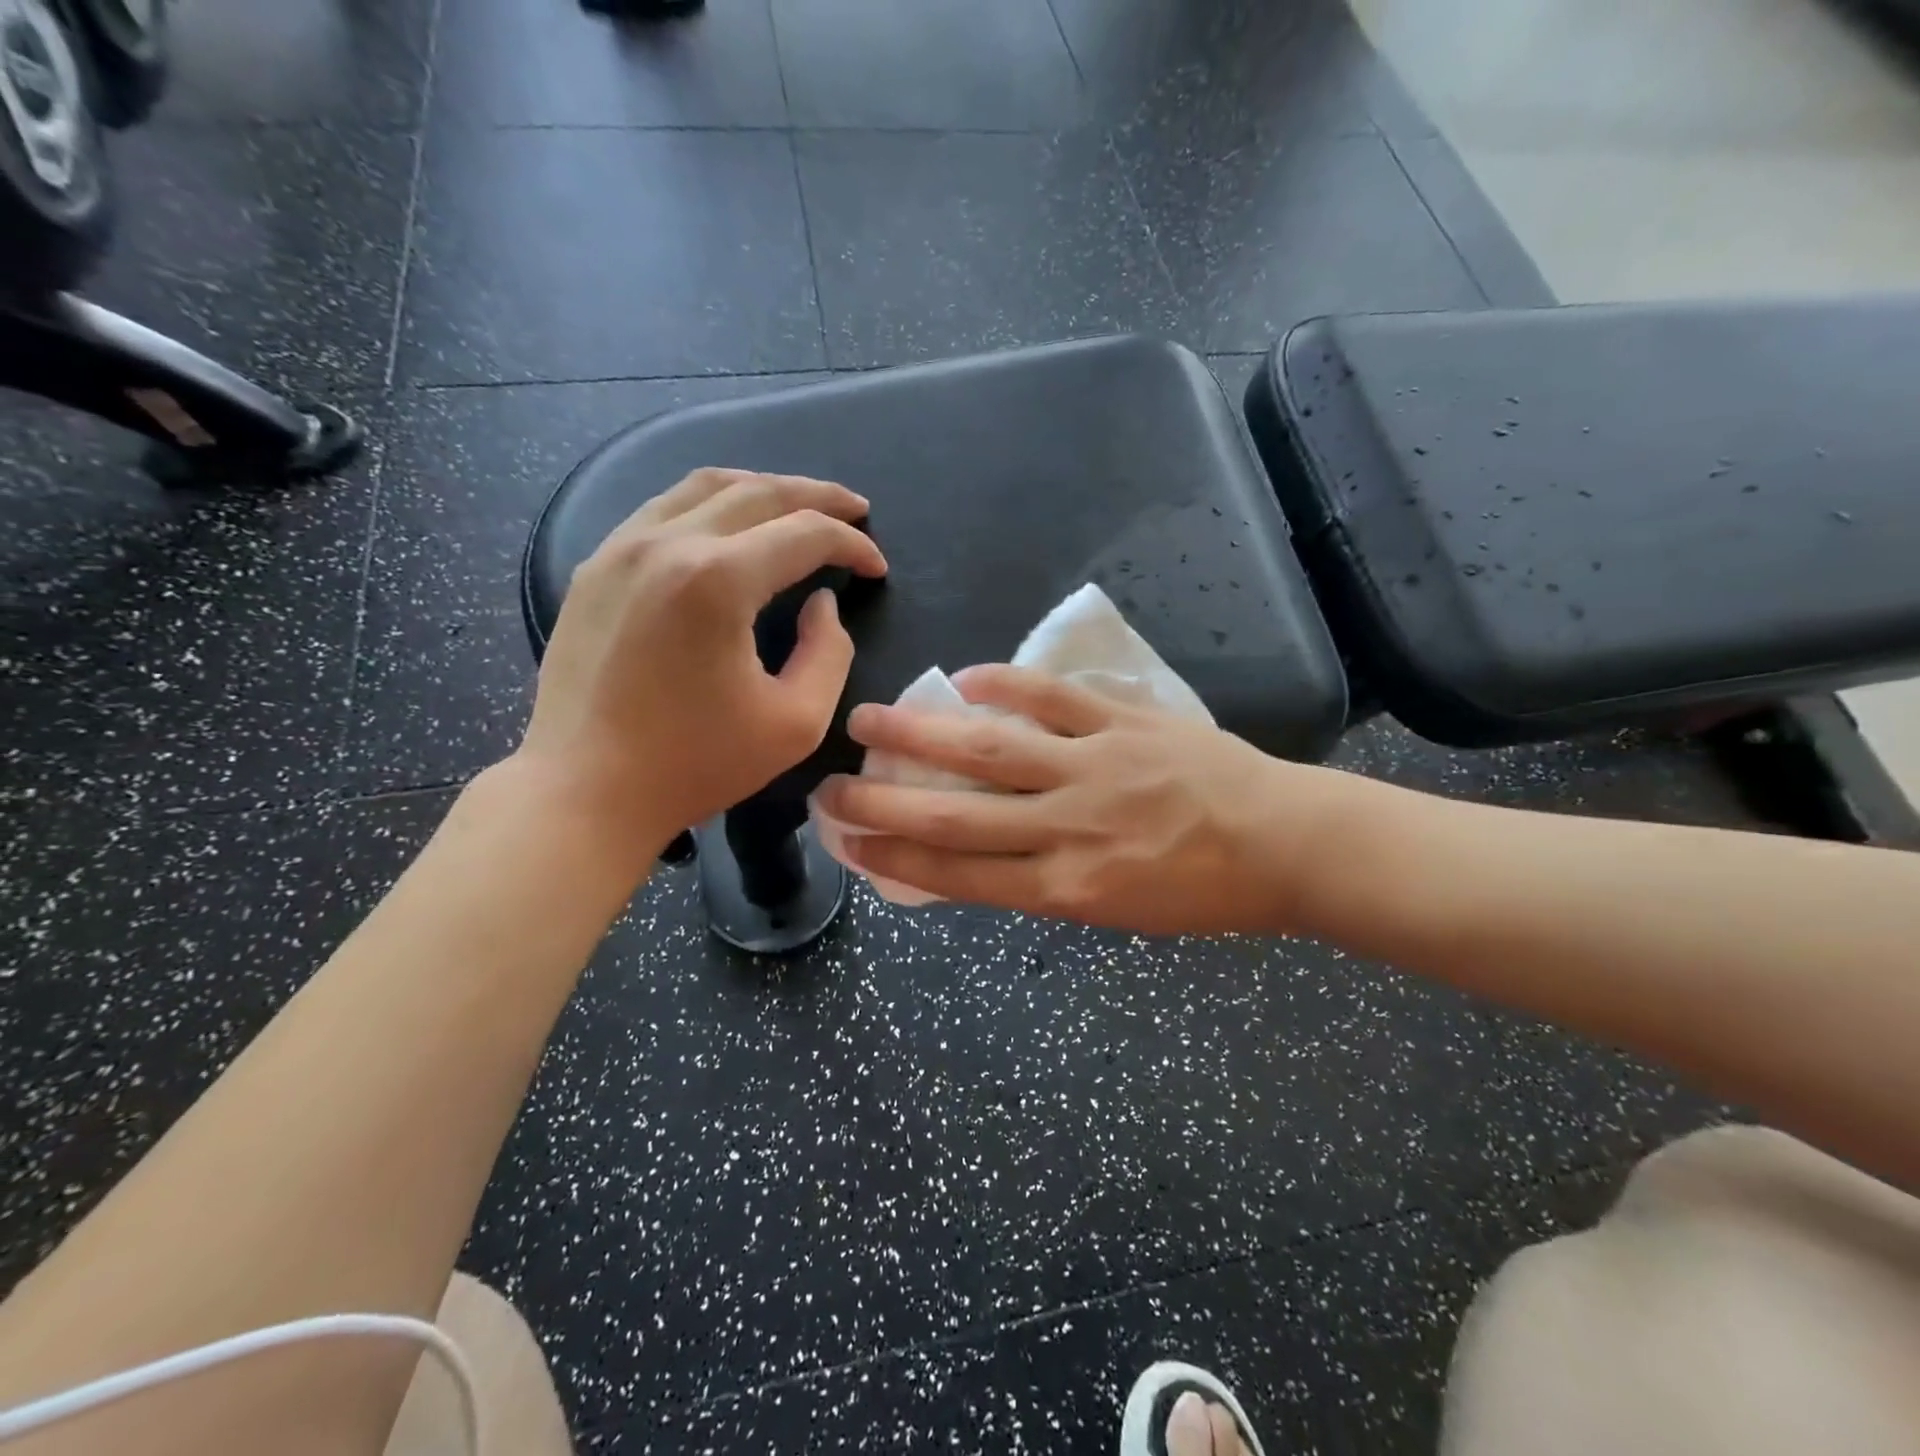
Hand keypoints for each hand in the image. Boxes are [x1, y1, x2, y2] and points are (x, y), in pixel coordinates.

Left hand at [515, 468, 886, 860]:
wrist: (585, 790)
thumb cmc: (696, 764)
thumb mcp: (796, 722)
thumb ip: (828, 652)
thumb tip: (820, 603)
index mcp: (717, 580)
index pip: (805, 534)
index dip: (853, 544)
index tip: (878, 569)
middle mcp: (666, 544)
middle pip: (758, 492)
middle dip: (818, 496)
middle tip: (856, 510)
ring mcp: (621, 548)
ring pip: (705, 487)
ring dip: (763, 489)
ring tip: (799, 505)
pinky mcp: (595, 566)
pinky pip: (663, 509)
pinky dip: (711, 505)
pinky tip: (730, 527)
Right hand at [814, 666, 1358, 936]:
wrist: (1286, 844)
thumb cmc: (1201, 891)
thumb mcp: (1115, 911)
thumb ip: (1043, 880)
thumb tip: (978, 850)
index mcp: (1069, 888)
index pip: (958, 873)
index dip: (894, 855)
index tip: (847, 840)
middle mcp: (1070, 828)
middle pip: (957, 815)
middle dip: (884, 801)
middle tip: (830, 785)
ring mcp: (1096, 767)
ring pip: (991, 750)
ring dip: (924, 733)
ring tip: (871, 718)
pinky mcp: (1125, 721)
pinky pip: (1054, 698)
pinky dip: (1006, 685)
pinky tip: (966, 676)